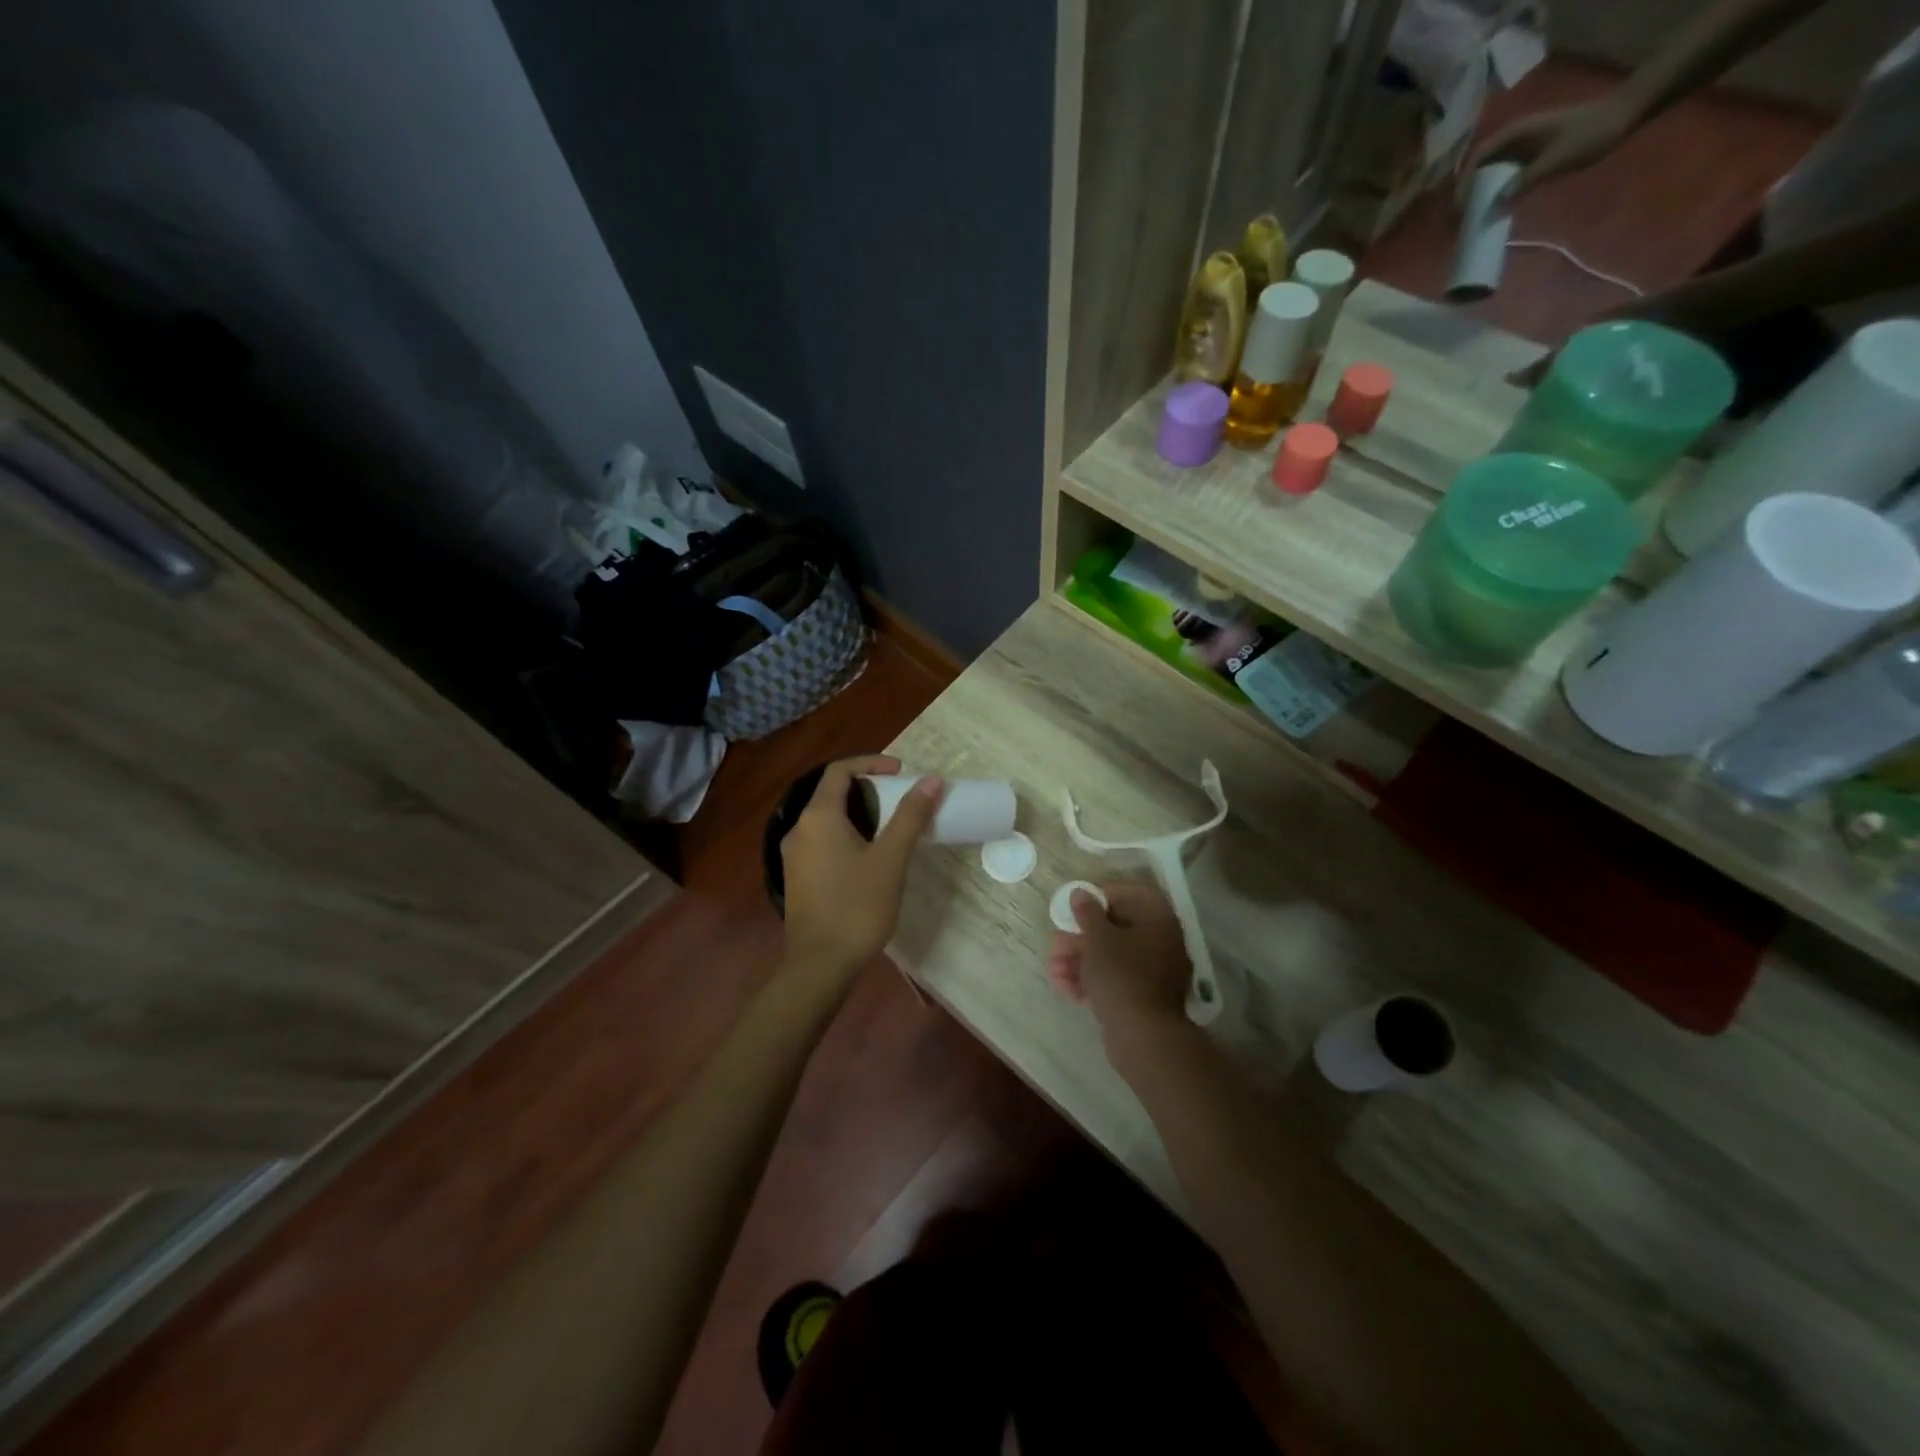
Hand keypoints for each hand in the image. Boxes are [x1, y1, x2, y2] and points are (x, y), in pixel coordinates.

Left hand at [781, 755, 943, 988]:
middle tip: (900, 800)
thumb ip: (910, 816)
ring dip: (858, 814)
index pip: (839, 771)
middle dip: (868, 789)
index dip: (871, 763)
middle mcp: (798, 829)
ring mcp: (794, 855)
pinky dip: (846, 835)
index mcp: (818, 817)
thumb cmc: (857, 907)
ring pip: (827, 819)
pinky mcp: (797, 877)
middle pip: (832, 793)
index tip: (900, 772)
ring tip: (891, 827)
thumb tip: (931, 780)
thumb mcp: (890, 859)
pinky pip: (822, 841)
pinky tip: (869, 857)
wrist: (820, 965)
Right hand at [1046, 882, 1191, 1054]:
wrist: (1142, 1037)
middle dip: (1082, 935)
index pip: (1133, 894)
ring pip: (1112, 957)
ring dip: (1080, 959)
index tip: (1077, 903)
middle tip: (1057, 941)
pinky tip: (1064, 987)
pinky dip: (1091, 980)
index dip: (1103, 895)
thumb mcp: (1098, 939)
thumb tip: (1081, 893)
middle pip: (1117, 928)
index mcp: (1159, 921)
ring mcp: (1154, 974)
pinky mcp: (1143, 999)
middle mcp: (1162, 943)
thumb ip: (1087, 912)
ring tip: (1053, 968)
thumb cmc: (1121, 975)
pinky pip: (1115, 980)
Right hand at [1459, 98, 1632, 208]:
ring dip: (1478, 197)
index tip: (1458, 208)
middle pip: (1478, 168)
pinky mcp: (1531, 157)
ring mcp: (1523, 148)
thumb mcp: (1556, 159)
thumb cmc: (1590, 133)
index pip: (1477, 159)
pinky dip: (1495, 195)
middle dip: (1466, 194)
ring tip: (1470, 220)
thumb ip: (1525, 181)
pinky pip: (1504, 178)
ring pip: (1489, 174)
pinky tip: (1493, 212)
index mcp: (1516, 134)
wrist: (1623, 116)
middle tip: (1458, 220)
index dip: (1463, 184)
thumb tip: (1495, 207)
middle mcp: (1514, 139)